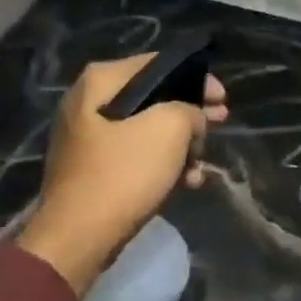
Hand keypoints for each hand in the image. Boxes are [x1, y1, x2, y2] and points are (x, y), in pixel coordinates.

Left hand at [16, 54, 229, 295]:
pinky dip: (162, 165)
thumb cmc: (124, 173)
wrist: (79, 237)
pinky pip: (135, 157)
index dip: (196, 77)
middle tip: (220, 122)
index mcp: (100, 81)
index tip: (222, 97)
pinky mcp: (93, 170)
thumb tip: (191, 118)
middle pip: (152, 98)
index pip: (157, 64)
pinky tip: (189, 182)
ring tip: (204, 163)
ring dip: (181, 144)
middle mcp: (88, 102)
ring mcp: (88, 138)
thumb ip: (189, 110)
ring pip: (147, 130)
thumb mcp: (169, 129)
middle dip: (190, 113)